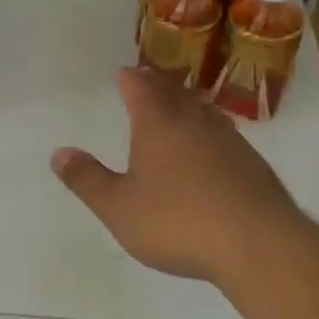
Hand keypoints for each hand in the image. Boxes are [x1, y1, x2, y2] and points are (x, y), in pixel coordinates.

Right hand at [51, 67, 307, 284]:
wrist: (260, 246)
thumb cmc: (178, 222)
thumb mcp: (119, 208)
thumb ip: (87, 180)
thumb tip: (58, 153)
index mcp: (158, 124)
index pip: (140, 88)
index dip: (129, 79)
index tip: (123, 73)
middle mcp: (194, 122)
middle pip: (174, 92)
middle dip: (158, 85)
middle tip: (148, 80)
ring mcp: (229, 142)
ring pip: (203, 111)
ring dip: (187, 104)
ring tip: (180, 105)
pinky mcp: (254, 166)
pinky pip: (224, 135)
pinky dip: (210, 132)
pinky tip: (212, 149)